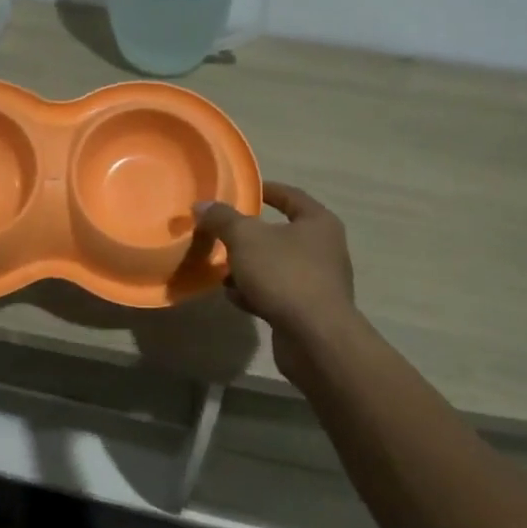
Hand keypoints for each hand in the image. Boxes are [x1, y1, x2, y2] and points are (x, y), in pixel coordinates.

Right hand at [193, 183, 356, 380]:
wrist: (315, 338)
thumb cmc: (284, 274)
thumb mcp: (245, 238)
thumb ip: (222, 219)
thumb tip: (201, 205)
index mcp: (318, 223)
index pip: (291, 196)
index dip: (266, 190)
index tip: (243, 190)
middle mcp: (324, 249)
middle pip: (281, 234)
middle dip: (250, 235)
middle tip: (222, 234)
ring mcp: (319, 282)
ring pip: (276, 266)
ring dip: (249, 267)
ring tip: (222, 270)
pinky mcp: (309, 311)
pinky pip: (277, 292)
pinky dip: (255, 292)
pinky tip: (234, 297)